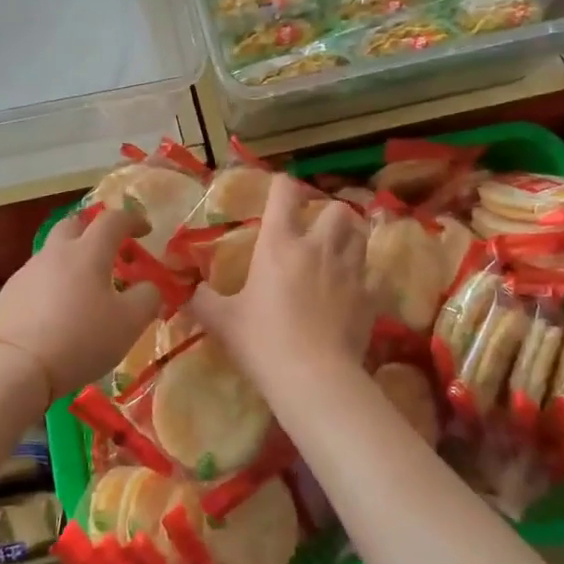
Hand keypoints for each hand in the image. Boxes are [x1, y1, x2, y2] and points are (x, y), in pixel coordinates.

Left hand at [0, 209, 162, 400]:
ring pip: (53, 254)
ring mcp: (27, 272)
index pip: (113, 220)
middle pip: (74, 225)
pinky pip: (37, 279)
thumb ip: (147, 298)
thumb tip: (148, 287)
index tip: (145, 230)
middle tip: (109, 251)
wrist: (14, 367)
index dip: (132, 220)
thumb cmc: (80, 339)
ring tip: (84, 291)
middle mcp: (55, 253)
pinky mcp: (8, 294)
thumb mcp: (130, 323)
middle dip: (93, 231)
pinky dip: (52, 286)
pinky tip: (57, 313)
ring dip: (72, 261)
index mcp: (88, 252)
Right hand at [190, 173, 371, 395]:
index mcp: (279, 244)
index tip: (278, 192)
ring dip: (350, 238)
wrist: (314, 378)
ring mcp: (350, 271)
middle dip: (328, 213)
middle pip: (337, 209)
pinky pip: (373, 275)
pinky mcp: (370, 297)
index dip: (281, 186)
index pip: (284, 193)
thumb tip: (189, 290)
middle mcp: (318, 247)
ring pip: (360, 235)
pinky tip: (352, 292)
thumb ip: (202, 300)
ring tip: (338, 253)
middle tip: (316, 231)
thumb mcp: (222, 321)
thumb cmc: (262, 341)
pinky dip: (364, 278)